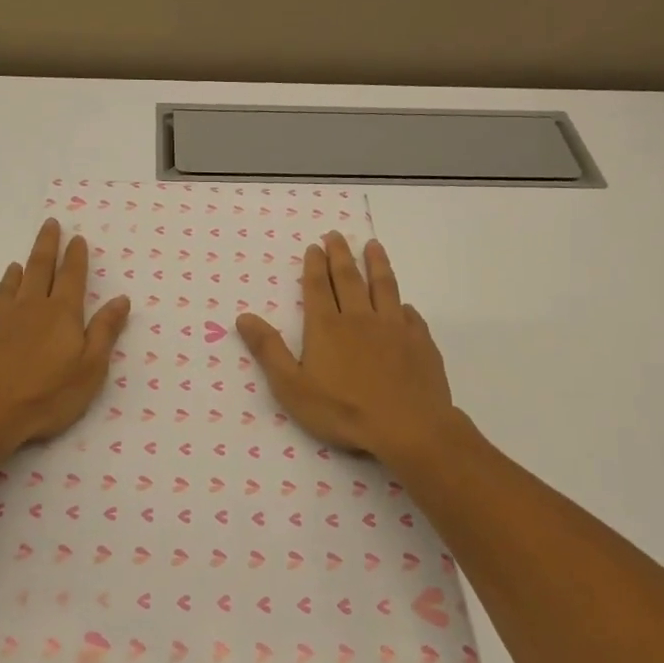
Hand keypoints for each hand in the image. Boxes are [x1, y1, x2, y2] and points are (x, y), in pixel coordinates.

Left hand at [0, 219, 131, 453]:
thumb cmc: (47, 395)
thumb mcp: (90, 369)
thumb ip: (104, 332)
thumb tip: (121, 299)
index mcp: (62, 314)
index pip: (73, 277)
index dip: (76, 257)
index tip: (77, 238)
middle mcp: (31, 307)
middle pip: (41, 268)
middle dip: (47, 245)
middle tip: (50, 224)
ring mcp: (2, 319)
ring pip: (13, 285)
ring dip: (20, 269)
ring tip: (20, 261)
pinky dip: (1, 294)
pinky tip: (0, 303)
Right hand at [236, 233, 456, 460]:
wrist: (408, 427)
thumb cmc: (343, 410)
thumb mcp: (292, 386)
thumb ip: (269, 350)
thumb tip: (244, 317)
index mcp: (327, 327)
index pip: (318, 287)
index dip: (314, 265)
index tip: (315, 246)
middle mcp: (360, 318)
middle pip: (349, 278)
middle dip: (341, 255)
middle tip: (337, 235)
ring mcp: (394, 328)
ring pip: (384, 287)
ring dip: (377, 264)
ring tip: (373, 246)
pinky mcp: (420, 343)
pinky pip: (411, 316)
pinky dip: (404, 305)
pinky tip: (404, 304)